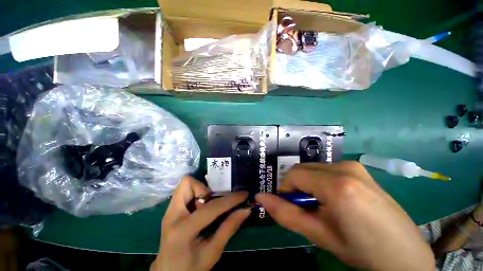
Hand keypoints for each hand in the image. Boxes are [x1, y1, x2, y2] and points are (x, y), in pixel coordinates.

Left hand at [151, 176, 249, 270]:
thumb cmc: (190, 268)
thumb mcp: (212, 252)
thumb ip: (229, 228)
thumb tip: (245, 210)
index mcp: (183, 230)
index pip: (211, 207)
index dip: (230, 199)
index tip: (243, 194)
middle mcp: (172, 215)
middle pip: (188, 183)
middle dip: (206, 188)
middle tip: (214, 201)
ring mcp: (169, 211)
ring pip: (186, 185)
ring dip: (201, 191)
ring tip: (207, 206)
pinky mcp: (171, 210)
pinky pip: (185, 192)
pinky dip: (196, 195)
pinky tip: (201, 209)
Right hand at [256, 162, 434, 270]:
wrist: (403, 255)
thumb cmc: (361, 250)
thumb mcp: (319, 235)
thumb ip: (285, 214)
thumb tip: (260, 198)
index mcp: (336, 185)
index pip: (293, 175)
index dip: (286, 189)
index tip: (291, 206)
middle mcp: (344, 168)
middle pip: (302, 169)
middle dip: (296, 186)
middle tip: (306, 208)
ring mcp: (353, 166)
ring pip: (313, 168)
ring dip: (308, 184)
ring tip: (321, 205)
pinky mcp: (358, 168)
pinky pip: (326, 169)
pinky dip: (320, 180)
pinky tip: (334, 198)